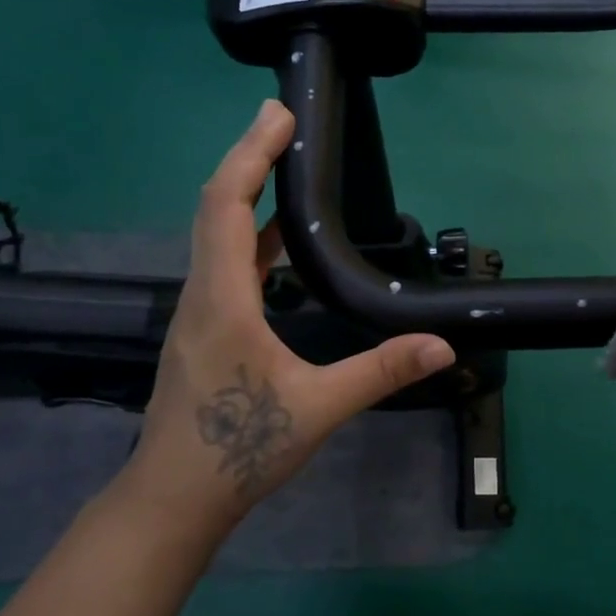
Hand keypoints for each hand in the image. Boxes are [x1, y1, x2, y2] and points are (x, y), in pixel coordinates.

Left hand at [118, 100, 455, 537]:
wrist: (174, 499)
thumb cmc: (238, 449)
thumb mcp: (318, 408)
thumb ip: (380, 372)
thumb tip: (441, 346)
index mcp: (222, 300)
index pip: (227, 207)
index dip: (250, 156)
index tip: (278, 116)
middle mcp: (201, 295)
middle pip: (214, 208)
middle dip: (246, 158)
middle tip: (282, 120)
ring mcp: (196, 313)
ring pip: (213, 235)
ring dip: (244, 193)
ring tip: (281, 165)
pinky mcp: (202, 330)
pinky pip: (222, 264)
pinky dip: (248, 236)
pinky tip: (276, 242)